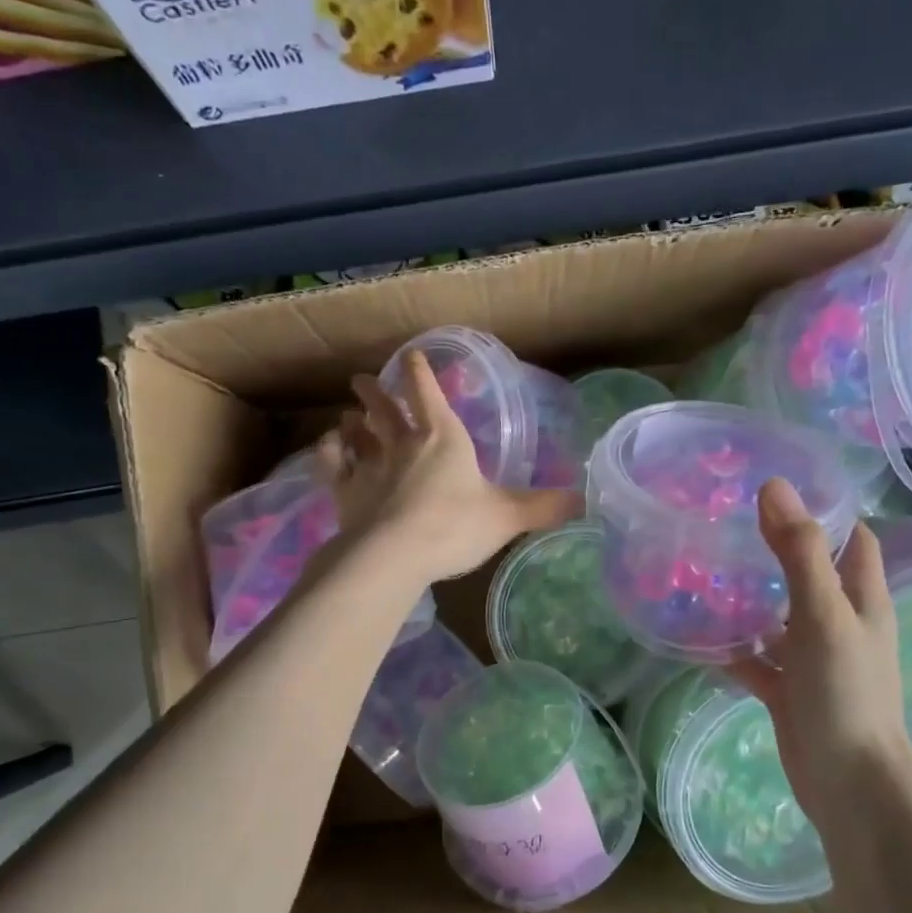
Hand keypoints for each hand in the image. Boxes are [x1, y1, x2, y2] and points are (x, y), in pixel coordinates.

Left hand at [314, 350, 580, 584]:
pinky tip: (327, 448)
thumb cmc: (454, 527)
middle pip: (384, 407)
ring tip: (347, 414)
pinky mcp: (344, 491)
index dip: (420, 372)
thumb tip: (584, 500)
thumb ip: (543, 507)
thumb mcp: (508, 517)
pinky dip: (328, 452)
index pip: (427, 391)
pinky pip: (331, 463)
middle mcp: (402, 442)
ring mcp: (368, 465)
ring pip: (355, 432)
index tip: (411, 357)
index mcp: (442, 437)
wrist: (393, 555)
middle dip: (376, 391)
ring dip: (352, 420)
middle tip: (364, 380)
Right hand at [727, 480, 911, 827]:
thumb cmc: (845, 691)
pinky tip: (699, 637)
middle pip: (811, 573)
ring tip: (704, 571)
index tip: (779, 487)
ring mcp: (814, 658)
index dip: (826, 510)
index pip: (852, 538)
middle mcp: (841, 623)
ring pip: (780, 616)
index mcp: (862, 598)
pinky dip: (735, 648)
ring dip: (751, 598)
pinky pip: (758, 660)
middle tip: (727, 524)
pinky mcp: (790, 689)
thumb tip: (774, 486)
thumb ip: (800, 553)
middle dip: (776, 548)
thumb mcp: (823, 614)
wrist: (848, 782)